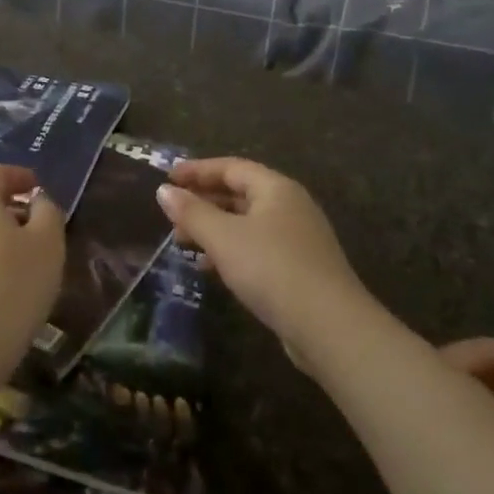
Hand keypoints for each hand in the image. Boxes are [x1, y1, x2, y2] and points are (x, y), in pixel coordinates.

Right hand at [157, 157, 366, 371]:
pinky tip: (211, 269)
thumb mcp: (224, 237)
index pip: (230, 167)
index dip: (197, 170)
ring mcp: (298, 238)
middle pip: (240, 193)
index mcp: (276, 188)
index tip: (168, 178)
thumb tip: (163, 191)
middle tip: (172, 214)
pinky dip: (231, 250)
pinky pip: (257, 247)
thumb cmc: (272, 268)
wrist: (330, 327)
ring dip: (214, 228)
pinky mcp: (300, 268)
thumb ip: (192, 212)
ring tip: (183, 242)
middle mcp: (290, 206)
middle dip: (203, 201)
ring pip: (247, 223)